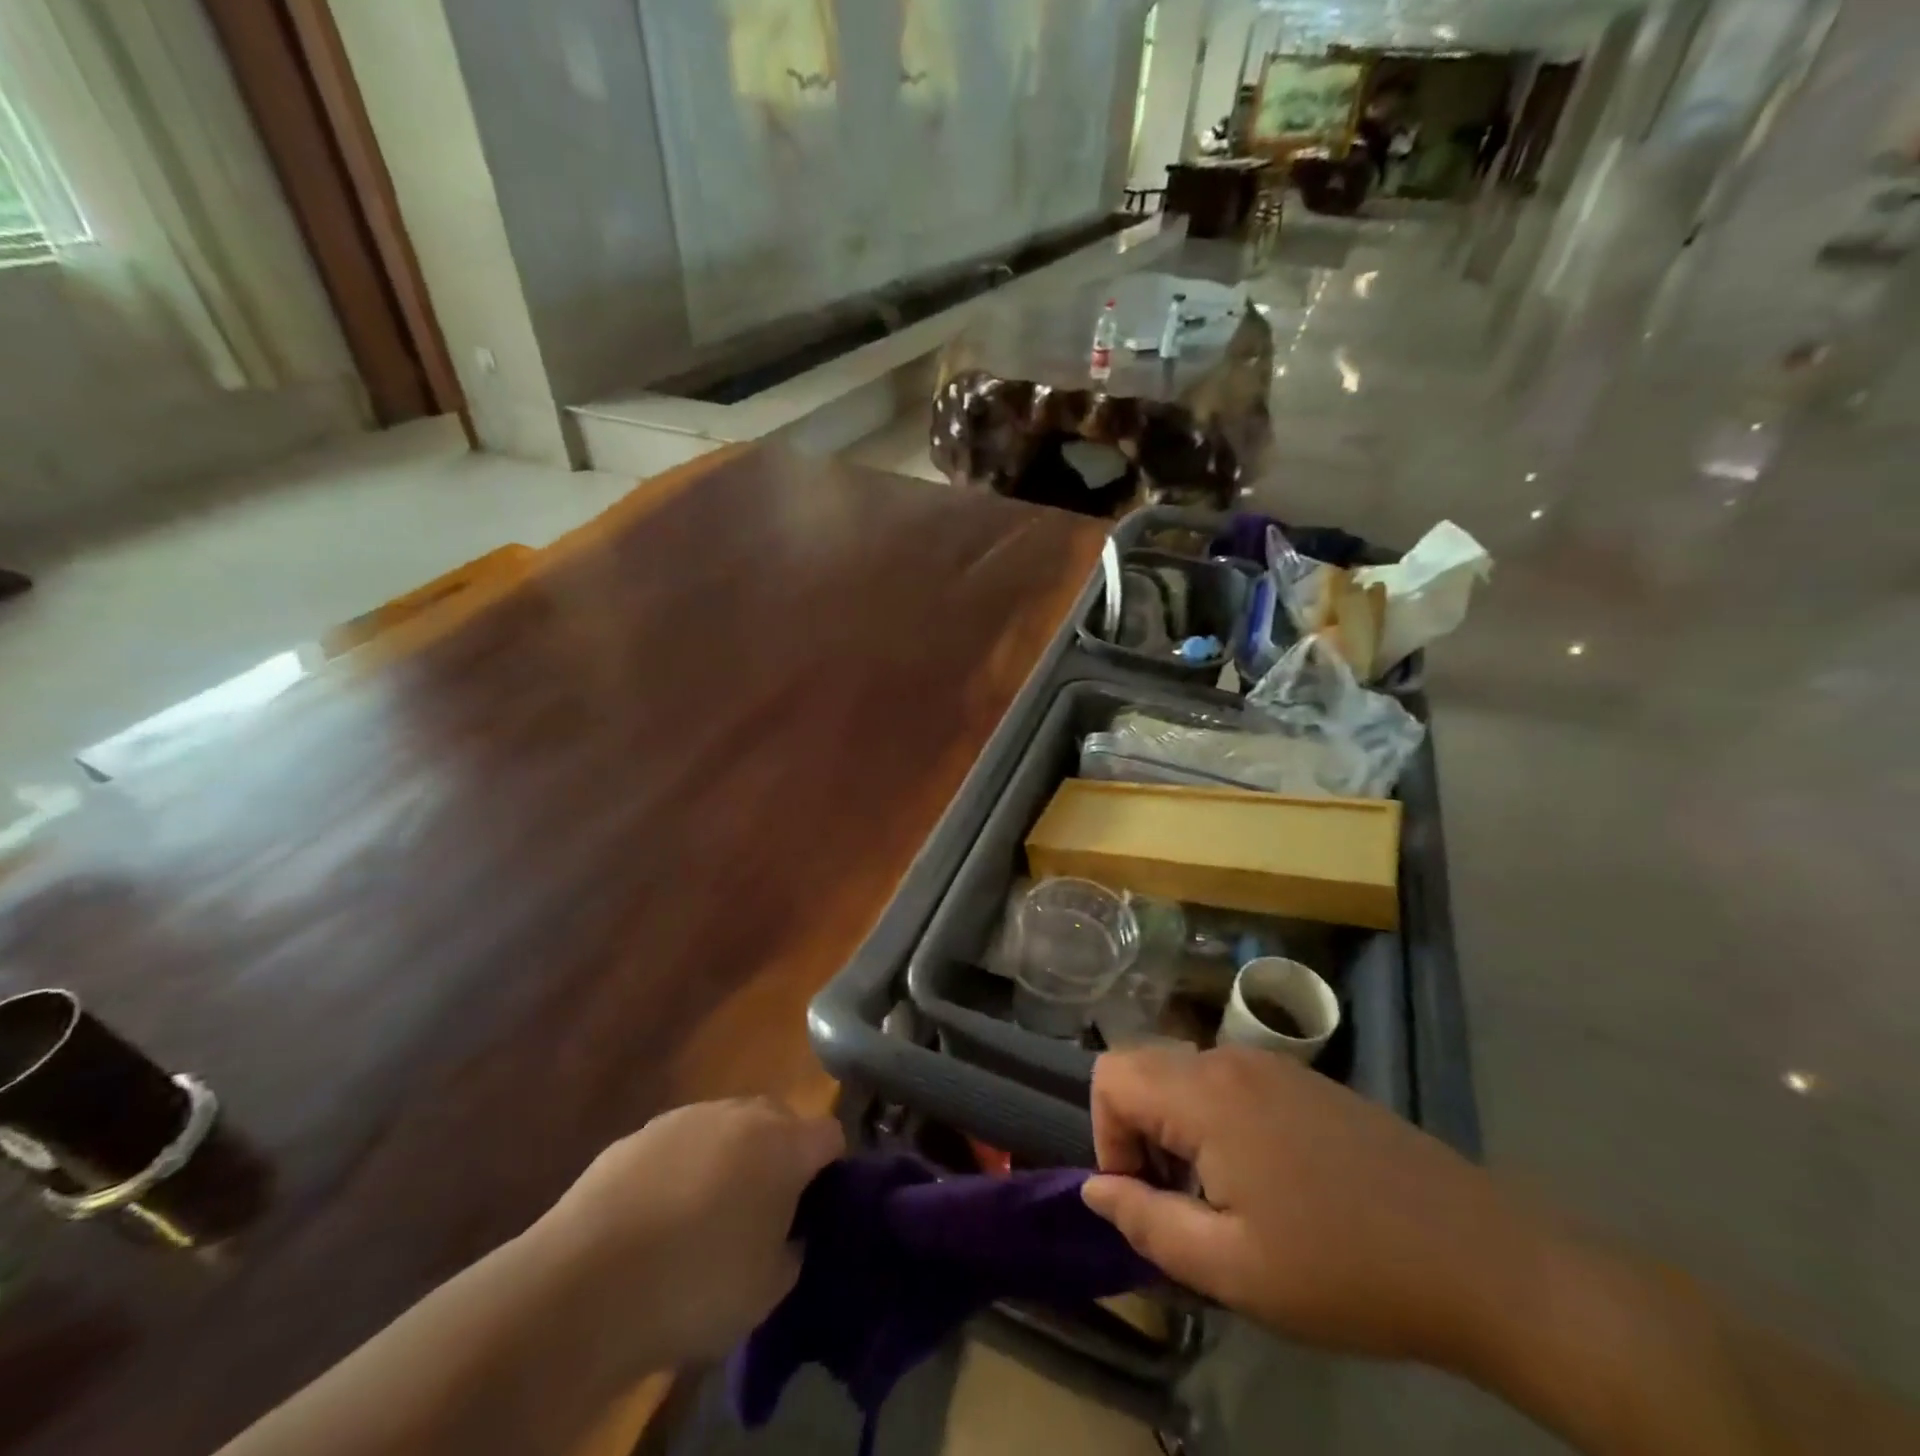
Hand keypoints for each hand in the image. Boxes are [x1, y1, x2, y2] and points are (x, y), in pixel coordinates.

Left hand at [528, 1099, 843, 1370]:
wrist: (584, 1285)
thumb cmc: (695, 1287)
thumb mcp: (766, 1291)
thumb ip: (790, 1252)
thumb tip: (787, 1235)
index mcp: (784, 1145)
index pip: (829, 1135)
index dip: (830, 1167)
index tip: (816, 1205)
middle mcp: (740, 1114)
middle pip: (780, 1119)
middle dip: (780, 1154)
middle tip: (764, 1208)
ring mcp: (687, 1117)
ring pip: (727, 1126)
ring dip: (729, 1157)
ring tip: (706, 1214)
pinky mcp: (639, 1133)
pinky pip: (680, 1143)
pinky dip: (682, 1168)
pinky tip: (658, 1216)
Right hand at [1082, 1046, 1545, 1370]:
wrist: (1479, 1257)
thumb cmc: (1343, 1269)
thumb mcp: (1232, 1269)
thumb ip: (1146, 1223)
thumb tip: (1095, 1189)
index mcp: (1206, 1093)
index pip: (1111, 1075)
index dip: (1107, 1136)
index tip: (1145, 1198)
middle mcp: (1232, 1059)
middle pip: (1145, 1069)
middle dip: (1140, 1134)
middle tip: (1181, 1206)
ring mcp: (1274, 1065)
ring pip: (1186, 1077)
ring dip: (1179, 1131)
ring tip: (1226, 1202)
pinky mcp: (1305, 1081)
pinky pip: (1230, 1084)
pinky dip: (1218, 1122)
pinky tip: (1270, 1183)